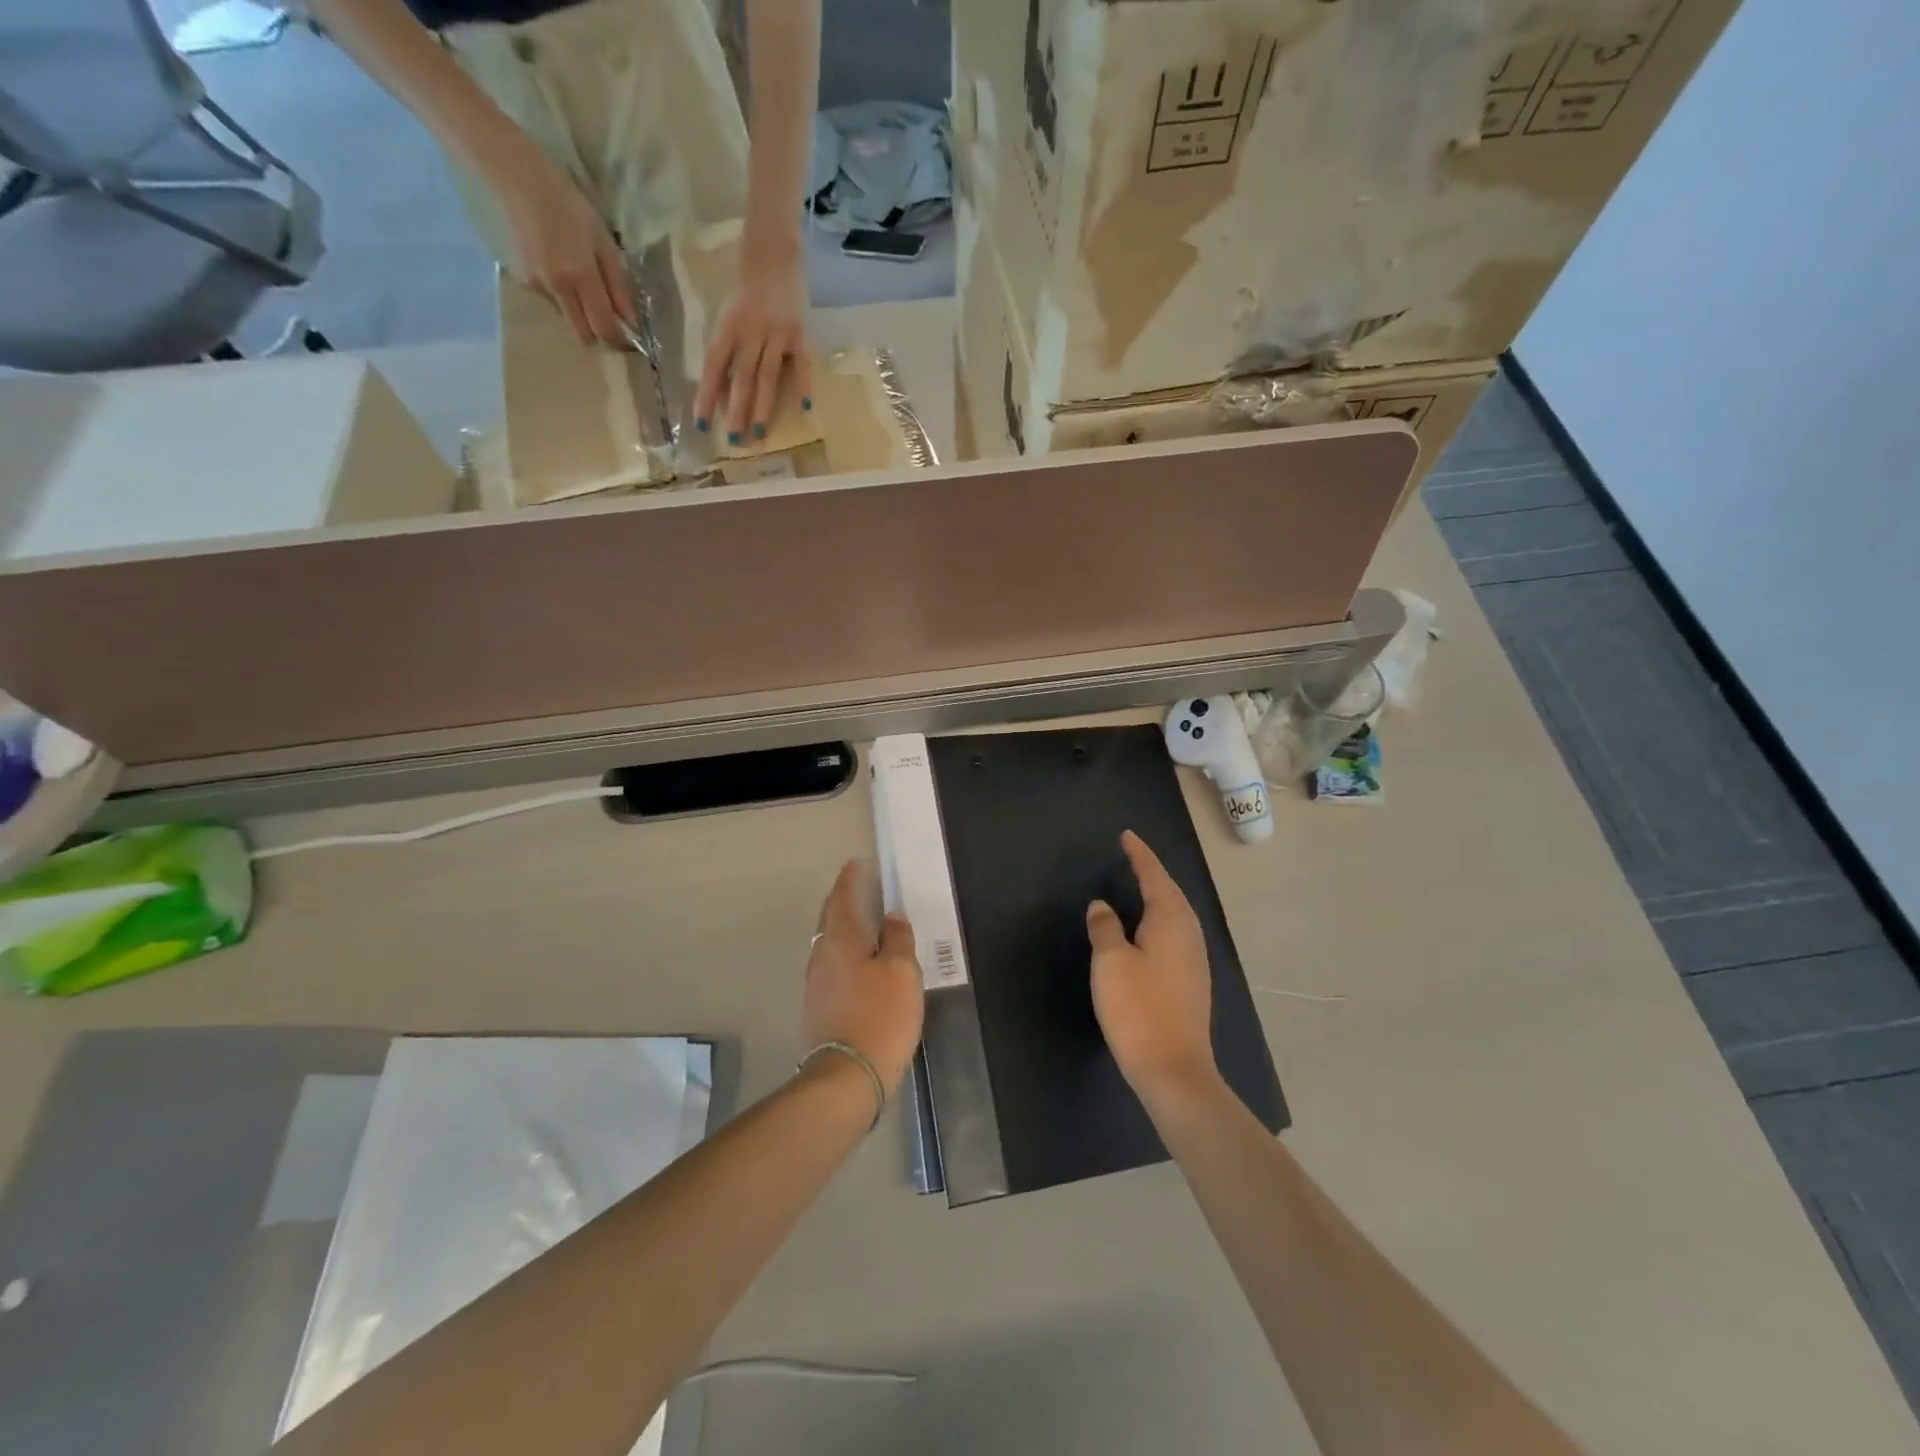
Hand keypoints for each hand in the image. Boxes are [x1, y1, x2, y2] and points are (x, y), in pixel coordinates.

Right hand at [486, 142, 635, 348]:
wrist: (517, 178)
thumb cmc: (569, 205)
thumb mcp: (604, 243)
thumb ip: (619, 285)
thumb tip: (631, 321)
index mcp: (580, 276)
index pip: (604, 328)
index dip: (619, 340)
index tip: (629, 338)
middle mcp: (557, 288)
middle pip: (584, 335)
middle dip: (600, 334)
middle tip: (609, 318)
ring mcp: (537, 285)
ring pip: (568, 320)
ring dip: (581, 314)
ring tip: (581, 282)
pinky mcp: (523, 280)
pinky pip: (552, 302)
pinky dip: (562, 297)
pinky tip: (559, 269)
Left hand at [694, 246, 812, 445]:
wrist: (774, 252)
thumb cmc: (748, 288)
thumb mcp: (730, 314)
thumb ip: (728, 346)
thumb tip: (722, 387)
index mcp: (729, 327)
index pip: (715, 366)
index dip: (707, 394)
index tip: (702, 424)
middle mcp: (751, 332)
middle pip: (742, 377)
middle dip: (737, 410)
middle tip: (734, 440)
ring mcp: (777, 333)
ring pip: (768, 376)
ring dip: (763, 407)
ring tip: (759, 434)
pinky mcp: (799, 333)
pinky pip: (802, 365)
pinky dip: (803, 386)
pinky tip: (804, 409)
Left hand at [803, 860, 924, 1096]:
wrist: (847, 1076)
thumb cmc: (880, 1015)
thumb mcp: (901, 971)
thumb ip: (897, 939)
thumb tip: (892, 916)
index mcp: (841, 939)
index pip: (842, 897)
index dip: (850, 879)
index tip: (857, 864)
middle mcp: (822, 955)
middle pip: (831, 919)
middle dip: (843, 901)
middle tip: (860, 889)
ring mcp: (817, 983)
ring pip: (830, 943)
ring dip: (844, 928)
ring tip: (865, 922)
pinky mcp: (820, 1007)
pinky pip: (833, 966)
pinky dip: (846, 953)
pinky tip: (861, 962)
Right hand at [1087, 831, 1219, 1107]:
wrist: (1173, 1069)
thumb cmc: (1138, 1008)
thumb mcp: (1110, 962)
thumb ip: (1105, 927)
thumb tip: (1102, 906)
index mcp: (1171, 922)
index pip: (1155, 877)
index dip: (1140, 856)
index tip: (1127, 836)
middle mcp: (1189, 934)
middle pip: (1172, 893)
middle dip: (1153, 873)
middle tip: (1132, 857)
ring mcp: (1194, 960)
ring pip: (1176, 915)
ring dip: (1159, 896)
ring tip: (1140, 886)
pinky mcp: (1191, 982)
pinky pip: (1176, 935)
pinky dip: (1161, 920)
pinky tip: (1148, 931)